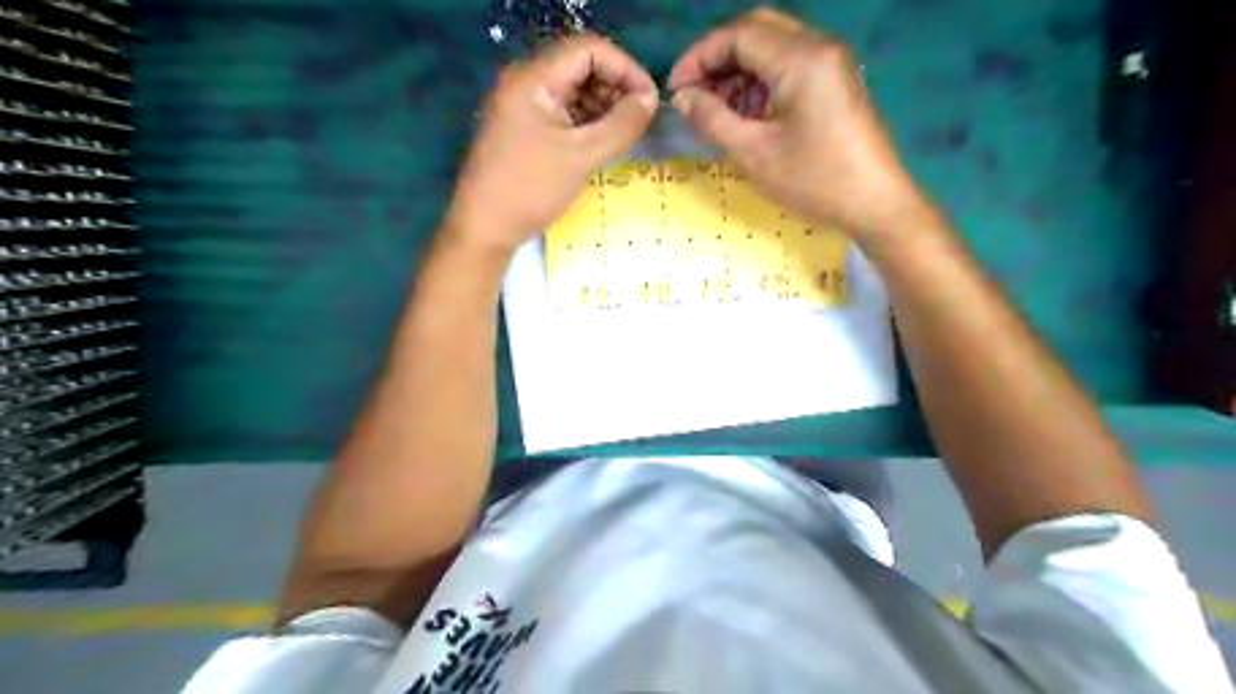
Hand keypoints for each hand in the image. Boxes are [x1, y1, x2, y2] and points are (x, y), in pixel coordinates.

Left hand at [444, 33, 655, 254]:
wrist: (484, 227)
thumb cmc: (531, 188)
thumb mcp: (583, 156)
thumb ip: (621, 124)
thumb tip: (650, 101)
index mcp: (533, 78)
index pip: (588, 50)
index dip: (624, 68)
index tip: (649, 99)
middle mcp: (524, 82)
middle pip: (580, 66)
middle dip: (615, 87)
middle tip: (640, 119)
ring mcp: (521, 106)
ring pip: (572, 90)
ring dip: (603, 106)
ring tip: (625, 133)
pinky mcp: (523, 128)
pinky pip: (561, 112)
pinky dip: (586, 121)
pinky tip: (603, 142)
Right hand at [672, 8, 930, 244]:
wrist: (875, 204)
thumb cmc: (814, 181)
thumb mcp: (754, 153)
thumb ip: (712, 119)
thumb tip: (682, 98)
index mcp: (801, 58)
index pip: (738, 34)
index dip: (699, 57)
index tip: (676, 90)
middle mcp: (818, 47)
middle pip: (756, 30)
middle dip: (717, 59)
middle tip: (694, 95)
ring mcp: (830, 63)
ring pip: (772, 47)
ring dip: (738, 71)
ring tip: (716, 110)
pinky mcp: (834, 82)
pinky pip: (788, 66)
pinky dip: (760, 82)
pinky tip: (746, 114)